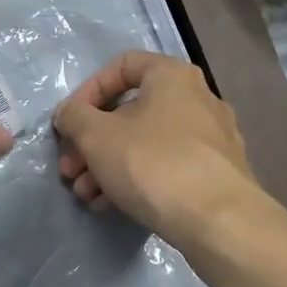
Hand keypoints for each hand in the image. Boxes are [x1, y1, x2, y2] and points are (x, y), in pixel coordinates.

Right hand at [53, 51, 257, 245]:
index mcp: (172, 76)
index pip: (122, 66)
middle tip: (69, 170)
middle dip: (92, 142)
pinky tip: (111, 206)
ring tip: (86, 195)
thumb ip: (74, 117)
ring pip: (146, 143)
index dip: (87, 91)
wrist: (217, 220)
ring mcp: (211, 138)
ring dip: (107, 165)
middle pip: (130, 111)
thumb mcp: (97, 136)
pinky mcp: (216, 173)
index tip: (69, 122)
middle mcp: (197, 99)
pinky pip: (166, 167)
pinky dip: (136, 179)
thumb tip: (69, 114)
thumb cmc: (153, 164)